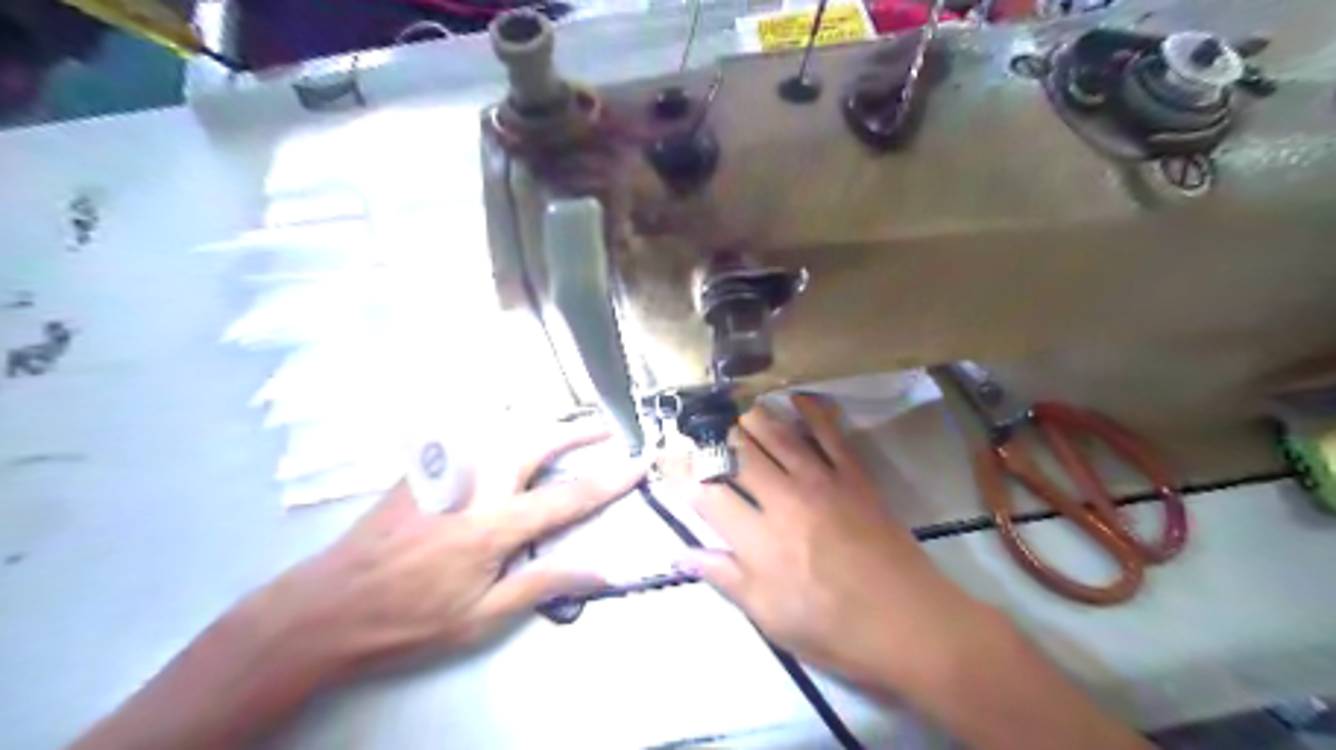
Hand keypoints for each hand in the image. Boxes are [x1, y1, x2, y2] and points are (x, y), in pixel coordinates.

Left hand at [260, 425, 647, 677]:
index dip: (609, 481)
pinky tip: (505, 436)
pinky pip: (469, 436)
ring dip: (540, 426)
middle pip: (537, 443)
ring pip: (502, 430)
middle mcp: (475, 486)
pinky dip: (500, 429)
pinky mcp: (422, 470)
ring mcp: (445, 471)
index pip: (568, 497)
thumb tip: (602, 570)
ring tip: (565, 430)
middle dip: (577, 433)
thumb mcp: (481, 617)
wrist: (327, 607)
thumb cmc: (410, 619)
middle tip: (605, 431)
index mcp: (494, 526)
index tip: (638, 465)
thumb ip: (543, 584)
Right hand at [682, 397, 994, 693]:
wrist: (910, 623)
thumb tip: (680, 554)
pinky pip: (829, 433)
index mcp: (759, 541)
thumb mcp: (770, 617)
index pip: (708, 496)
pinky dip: (811, 410)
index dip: (684, 477)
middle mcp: (784, 501)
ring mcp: (821, 482)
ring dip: (750, 419)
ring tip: (733, 412)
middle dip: (712, 440)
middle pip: (737, 454)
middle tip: (698, 432)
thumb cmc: (834, 629)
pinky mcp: (853, 476)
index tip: (671, 467)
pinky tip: (795, 397)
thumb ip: (725, 578)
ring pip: (775, 434)